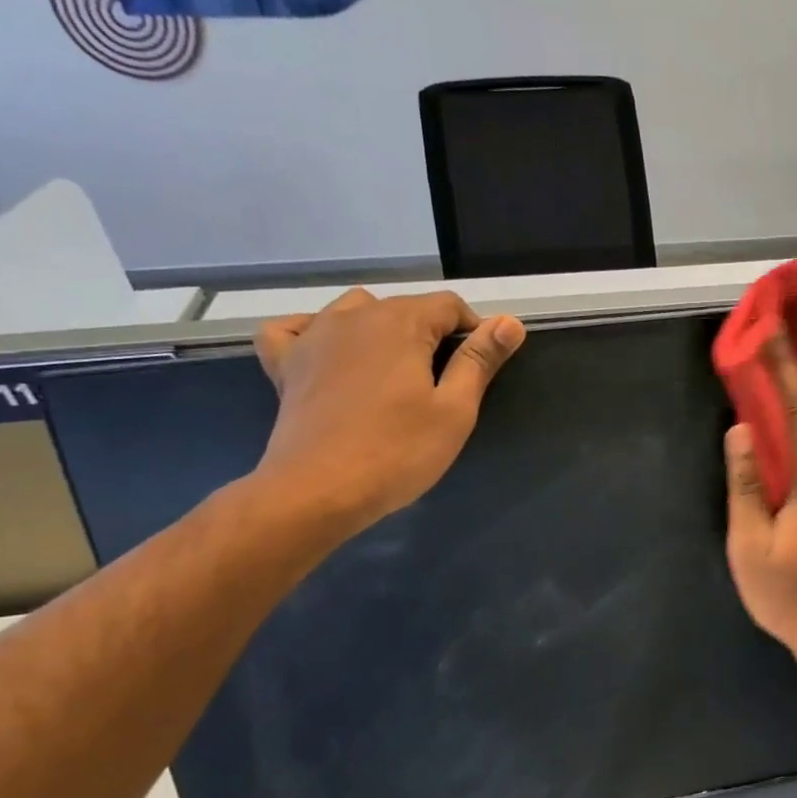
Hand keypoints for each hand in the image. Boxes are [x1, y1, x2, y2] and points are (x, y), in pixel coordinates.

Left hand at [251, 289, 525, 533]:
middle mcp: (355, 317)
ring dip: (381, 328)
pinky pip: (295, 328)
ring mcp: (314, 337)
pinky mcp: (286, 364)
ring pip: (355, 310)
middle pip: (406, 307)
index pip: (449, 305)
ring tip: (395, 368)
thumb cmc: (398, 451)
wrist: (317, 491)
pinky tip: (329, 352)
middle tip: (444, 382)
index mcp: (401, 323)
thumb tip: (510, 321)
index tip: (480, 366)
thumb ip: (480, 359)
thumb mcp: (455, 409)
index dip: (474, 330)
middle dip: (431, 332)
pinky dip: (314, 332)